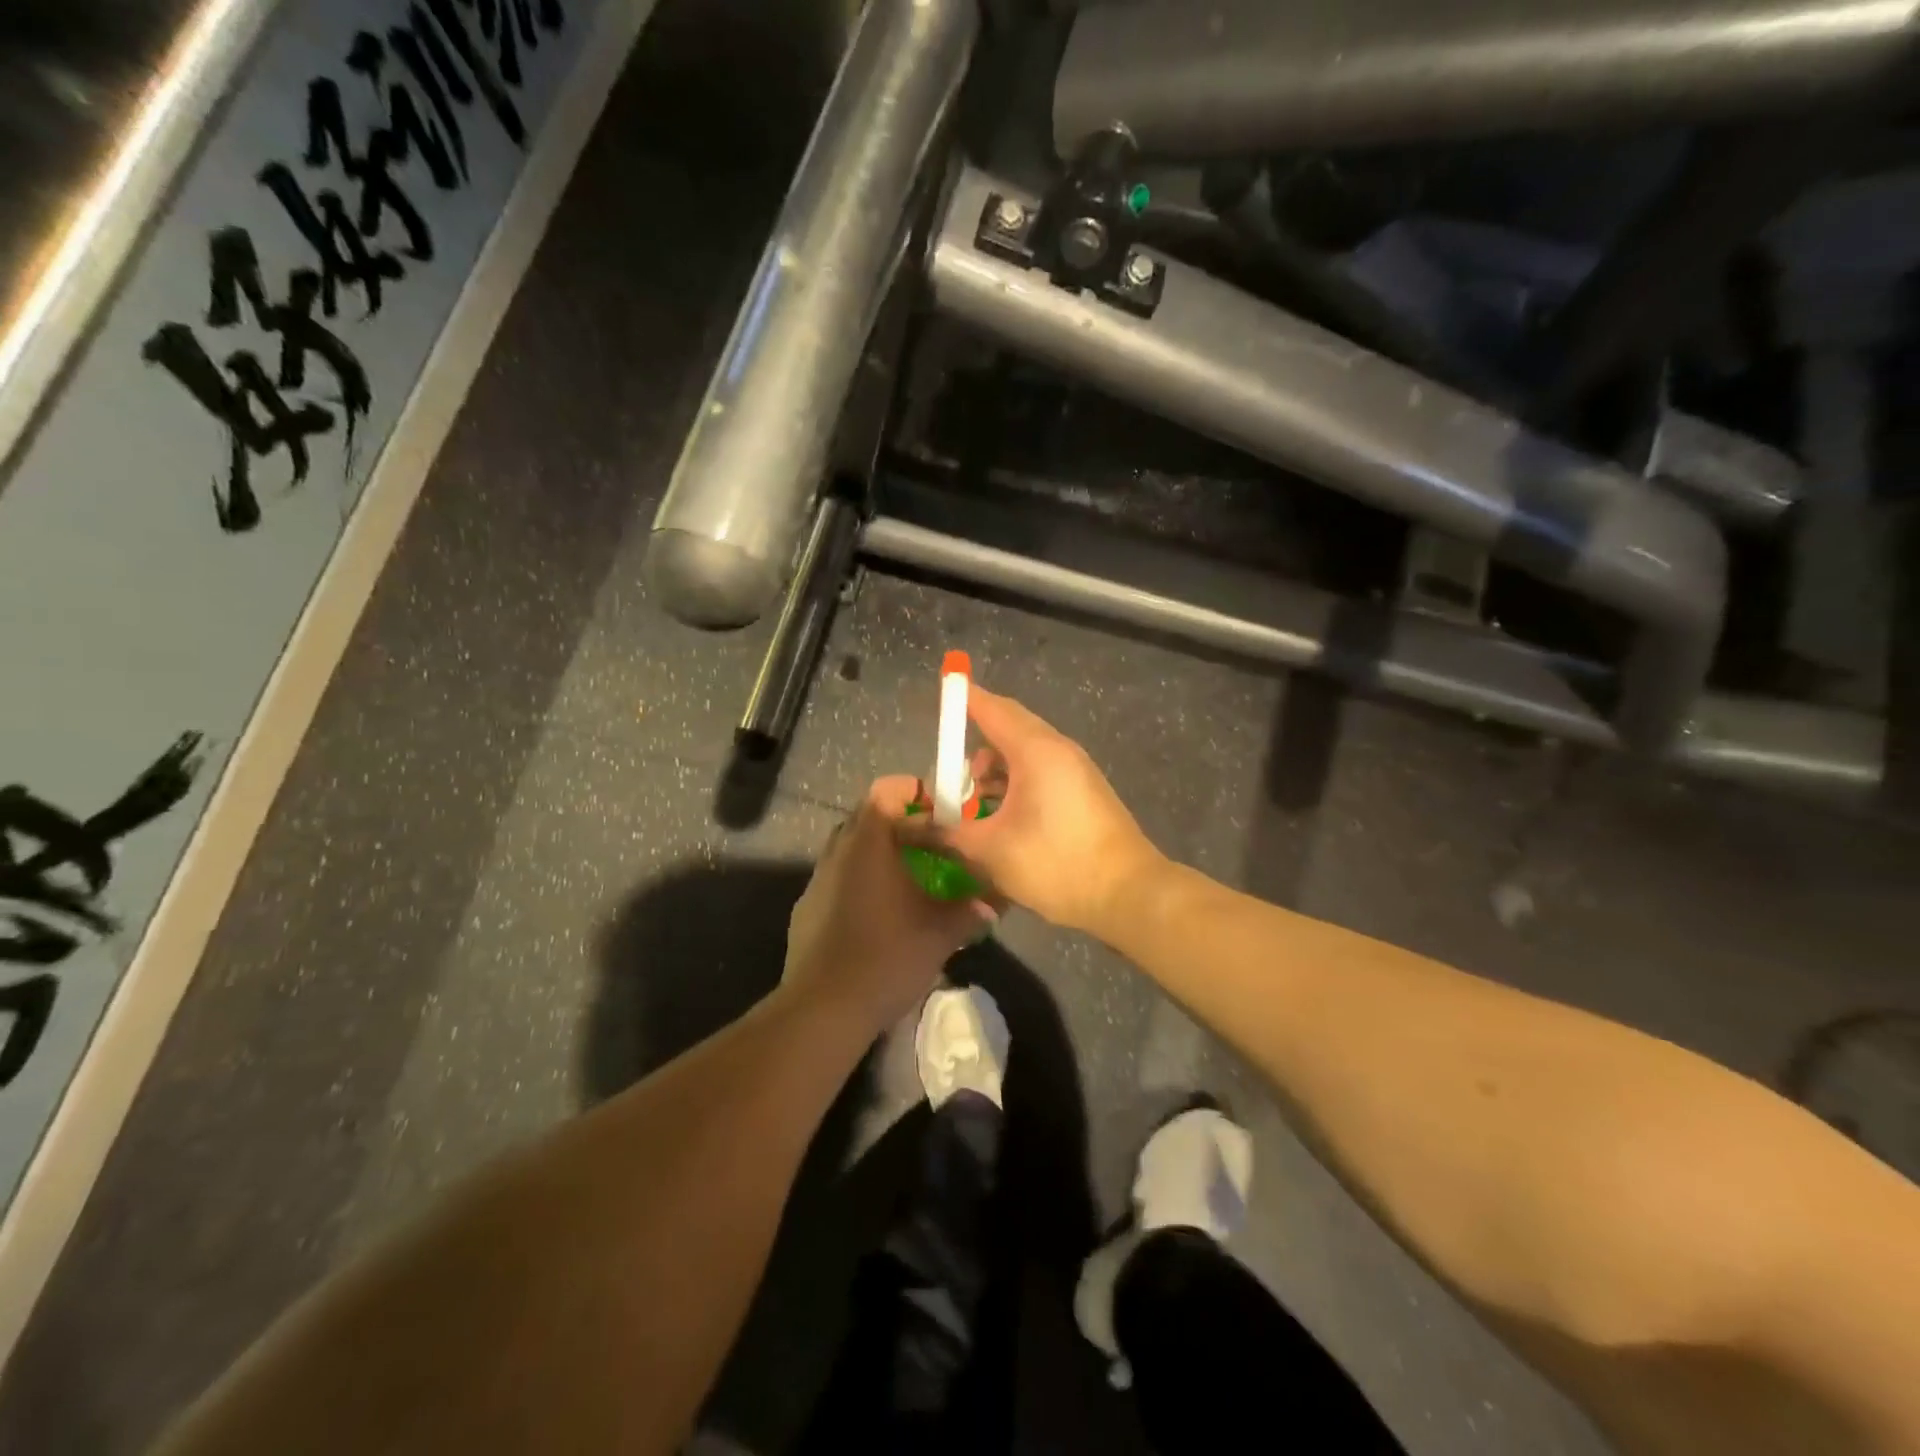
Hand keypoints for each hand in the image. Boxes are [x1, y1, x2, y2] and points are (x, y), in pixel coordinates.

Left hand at [784, 777, 990, 1035]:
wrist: (823, 1009)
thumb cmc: (887, 956)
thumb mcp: (940, 933)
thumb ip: (970, 911)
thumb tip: (996, 903)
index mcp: (868, 842)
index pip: (886, 790)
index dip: (914, 792)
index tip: (941, 810)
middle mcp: (837, 851)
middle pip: (867, 817)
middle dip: (901, 824)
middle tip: (933, 844)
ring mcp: (817, 880)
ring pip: (851, 849)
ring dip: (879, 854)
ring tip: (910, 878)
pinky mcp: (806, 909)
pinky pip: (838, 879)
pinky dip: (861, 881)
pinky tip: (880, 913)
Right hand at [915, 687, 1163, 934]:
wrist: (1129, 895)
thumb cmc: (1056, 863)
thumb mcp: (990, 850)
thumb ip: (946, 833)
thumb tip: (909, 827)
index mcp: (1036, 751)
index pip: (993, 709)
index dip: (964, 700)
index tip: (943, 691)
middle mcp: (1059, 751)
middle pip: (1010, 729)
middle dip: (974, 746)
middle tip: (949, 773)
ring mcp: (1077, 772)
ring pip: (1026, 755)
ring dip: (995, 771)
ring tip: (971, 803)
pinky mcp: (1085, 794)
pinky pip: (1042, 774)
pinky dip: (1016, 784)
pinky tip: (1001, 816)